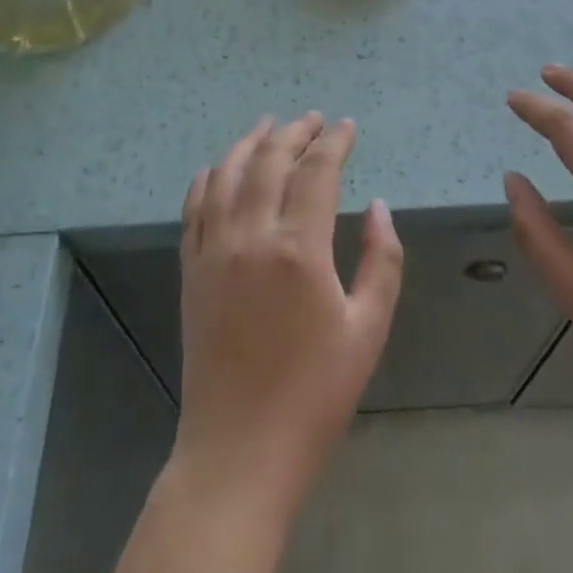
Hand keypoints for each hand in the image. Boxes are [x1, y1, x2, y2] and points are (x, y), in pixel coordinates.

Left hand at [173, 114, 403, 517]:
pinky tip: (217, 168)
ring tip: (268, 126)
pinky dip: (207, 178)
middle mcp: (250, 236)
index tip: (347, 127)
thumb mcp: (368, 330)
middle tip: (313, 120)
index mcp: (299, 249)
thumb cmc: (315, 395)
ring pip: (226, 175)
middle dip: (294, 132)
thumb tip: (378, 207)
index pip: (317, 171)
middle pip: (270, 161)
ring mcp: (214, 251)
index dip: (334, 142)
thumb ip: (381, 260)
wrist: (239, 452)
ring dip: (249, 144)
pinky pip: (194, 208)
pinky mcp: (191, 270)